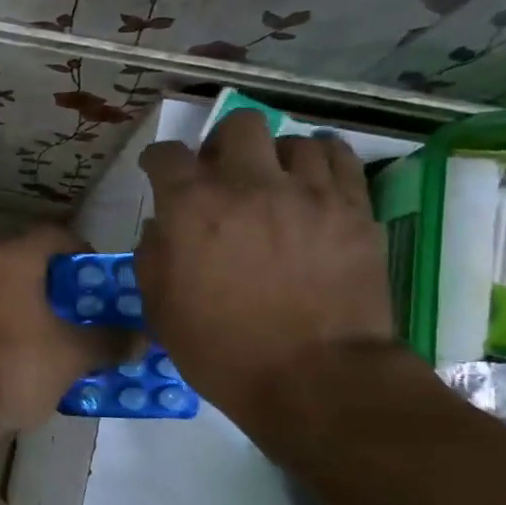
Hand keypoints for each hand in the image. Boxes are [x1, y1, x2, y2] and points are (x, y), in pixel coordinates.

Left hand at [0, 226, 130, 432]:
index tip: (103, 276)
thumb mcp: (74, 354)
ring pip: (10, 291)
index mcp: (13, 259)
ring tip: (69, 332)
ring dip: (38, 307)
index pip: (54, 235)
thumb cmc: (18, 363)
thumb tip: (141, 340)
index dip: (83, 251)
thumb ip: (109, 341)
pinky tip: (35, 352)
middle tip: (91, 306)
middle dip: (63, 284)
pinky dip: (15, 325)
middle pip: (31, 263)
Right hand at [136, 111, 395, 439]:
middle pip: (238, 125)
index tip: (157, 171)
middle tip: (221, 174)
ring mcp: (308, 193)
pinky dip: (320, 163)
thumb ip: (152, 257)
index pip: (167, 156)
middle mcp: (249, 185)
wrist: (314, 378)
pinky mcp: (354, 209)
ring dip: (274, 158)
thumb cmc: (222, 350)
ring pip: (293, 141)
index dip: (157, 160)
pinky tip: (313, 184)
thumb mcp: (161, 310)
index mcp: (192, 209)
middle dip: (221, 144)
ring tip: (274, 185)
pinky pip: (338, 159)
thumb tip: (161, 227)